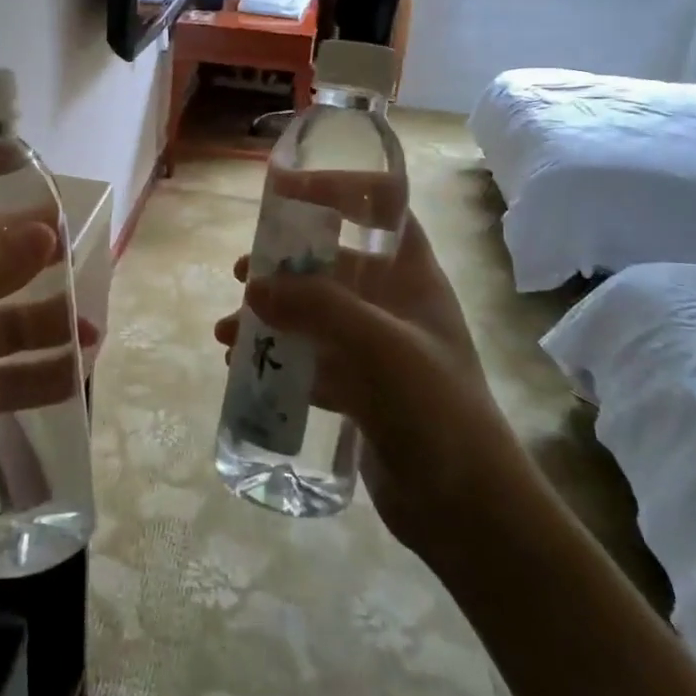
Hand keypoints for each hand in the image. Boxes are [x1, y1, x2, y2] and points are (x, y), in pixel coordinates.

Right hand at [214, 214, 516, 559]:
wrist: (467, 508)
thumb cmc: (434, 408)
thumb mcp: (378, 345)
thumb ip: (317, 307)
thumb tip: (255, 287)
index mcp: (411, 274)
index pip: (378, 204)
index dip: (335, 188)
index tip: (283, 193)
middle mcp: (393, 302)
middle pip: (333, 260)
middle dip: (284, 262)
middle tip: (243, 274)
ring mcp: (375, 347)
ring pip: (314, 313)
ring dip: (270, 315)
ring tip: (228, 334)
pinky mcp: (360, 388)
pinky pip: (310, 359)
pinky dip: (278, 358)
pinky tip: (243, 371)